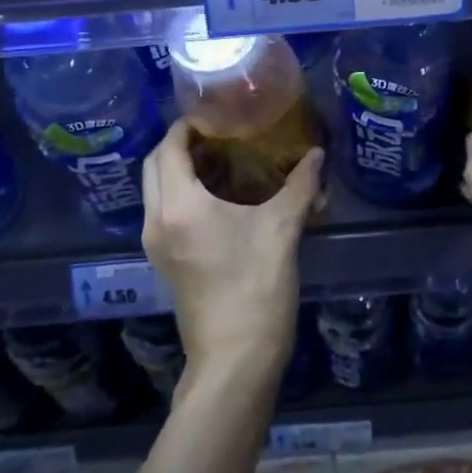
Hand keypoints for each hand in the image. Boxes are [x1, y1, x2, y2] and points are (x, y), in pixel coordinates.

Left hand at [141, 118, 323, 376]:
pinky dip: (181, 190)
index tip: (218, 112)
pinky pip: (163, 209)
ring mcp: (156, 242)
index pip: (170, 146)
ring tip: (221, 156)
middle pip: (155, 164)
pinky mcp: (164, 259)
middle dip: (180, 142)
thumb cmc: (256, 288)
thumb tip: (316, 153)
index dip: (189, 124)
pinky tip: (219, 193)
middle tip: (219, 132)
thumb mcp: (282, 230)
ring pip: (155, 188)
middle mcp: (157, 219)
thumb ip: (299, 185)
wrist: (235, 360)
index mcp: (180, 205)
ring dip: (179, 166)